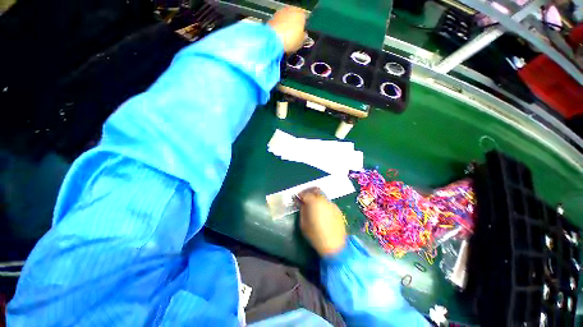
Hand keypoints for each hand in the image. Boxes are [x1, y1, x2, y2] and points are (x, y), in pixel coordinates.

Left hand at [268, 6, 306, 52]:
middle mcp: (291, 9)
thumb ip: (304, 36)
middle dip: (294, 24)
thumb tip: (304, 35)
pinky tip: (279, 36)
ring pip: (286, 18)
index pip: (304, 19)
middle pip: (294, 17)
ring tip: (286, 37)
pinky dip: (279, 27)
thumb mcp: (301, 42)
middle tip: (293, 36)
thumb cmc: (291, 40)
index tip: (301, 35)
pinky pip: (279, 22)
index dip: (303, 27)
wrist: (274, 39)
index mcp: (301, 14)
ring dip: (286, 25)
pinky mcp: (273, 17)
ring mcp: (281, 12)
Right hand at [297, 188, 346, 256]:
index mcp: (314, 202)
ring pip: (322, 195)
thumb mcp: (303, 223)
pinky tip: (321, 211)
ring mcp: (332, 204)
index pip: (305, 193)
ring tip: (313, 205)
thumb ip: (302, 210)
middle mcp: (323, 200)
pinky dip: (323, 203)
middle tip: (304, 197)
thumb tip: (302, 203)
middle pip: (315, 190)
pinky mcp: (337, 209)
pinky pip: (328, 202)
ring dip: (316, 197)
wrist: (335, 245)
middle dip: (308, 192)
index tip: (297, 198)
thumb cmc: (315, 235)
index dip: (300, 195)